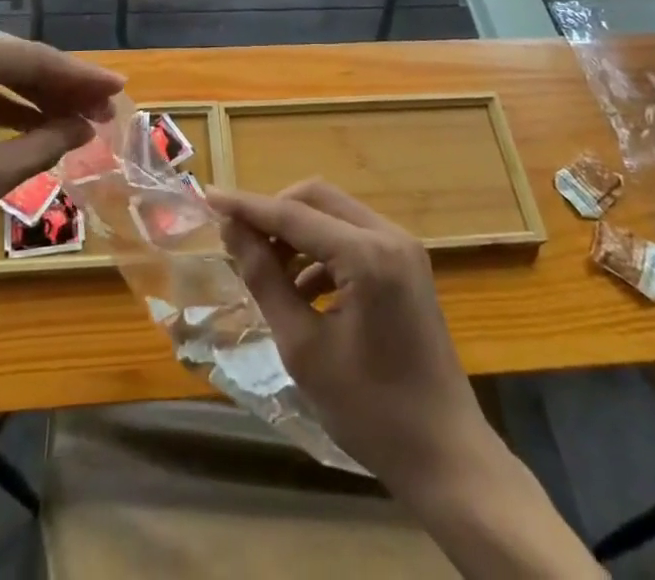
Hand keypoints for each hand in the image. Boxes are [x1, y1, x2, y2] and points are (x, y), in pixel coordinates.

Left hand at [0, 29, 122, 299]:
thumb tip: (85, 127)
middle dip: (60, 88)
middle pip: (15, 63)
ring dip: (34, 99)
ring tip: (78, 121)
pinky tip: (34, 125)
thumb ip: (42, 145)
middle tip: (104, 110)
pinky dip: (2, 108)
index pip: (33, 60)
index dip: (81, 78)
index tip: (121, 91)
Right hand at [211, 181, 488, 493]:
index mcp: (367, 255)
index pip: (293, 214)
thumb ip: (265, 280)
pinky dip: (320, 250)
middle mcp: (389, 236)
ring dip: (296, 232)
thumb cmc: (371, 411)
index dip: (247, 205)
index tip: (208, 196)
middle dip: (273, 213)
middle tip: (238, 240)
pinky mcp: (406, 265)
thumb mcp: (304, 348)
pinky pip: (352, 236)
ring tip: (264, 270)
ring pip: (334, 213)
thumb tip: (232, 231)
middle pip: (316, 198)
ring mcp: (403, 248)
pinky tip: (301, 289)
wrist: (446, 457)